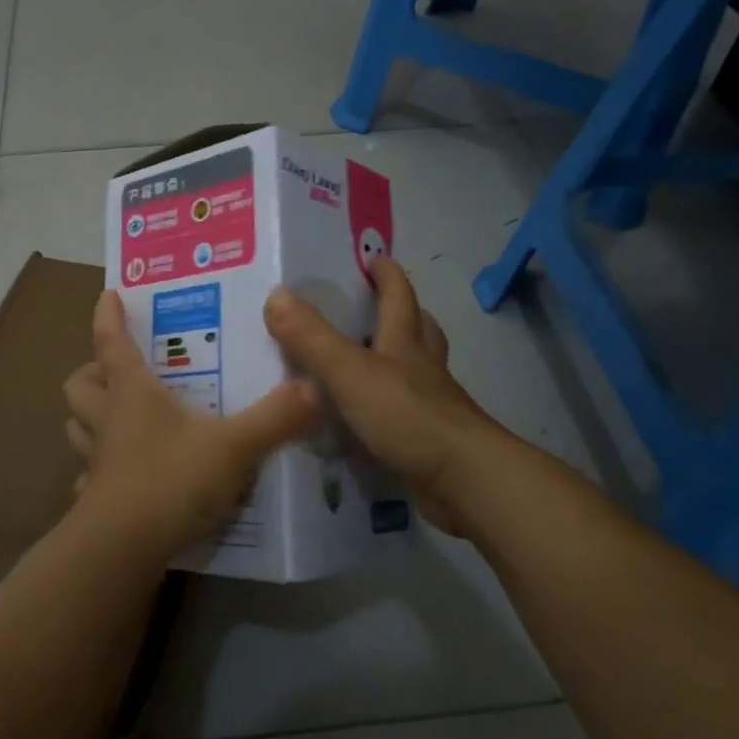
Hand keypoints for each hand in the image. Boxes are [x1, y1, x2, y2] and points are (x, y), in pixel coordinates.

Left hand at [64, 291, 321, 563]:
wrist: (124, 548)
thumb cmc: (171, 480)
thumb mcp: (234, 446)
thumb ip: (276, 418)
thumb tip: (315, 388)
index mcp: (132, 393)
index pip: (112, 342)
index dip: (108, 317)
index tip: (108, 294)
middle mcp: (108, 419)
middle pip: (81, 383)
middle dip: (92, 370)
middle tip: (116, 369)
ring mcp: (96, 461)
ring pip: (76, 425)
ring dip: (89, 416)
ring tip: (114, 416)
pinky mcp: (95, 499)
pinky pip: (87, 475)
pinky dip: (96, 469)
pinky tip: (117, 475)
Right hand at [263, 257, 509, 538]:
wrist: (463, 480)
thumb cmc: (407, 415)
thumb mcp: (349, 372)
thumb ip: (311, 337)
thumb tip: (275, 295)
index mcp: (405, 343)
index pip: (399, 297)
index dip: (387, 276)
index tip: (375, 258)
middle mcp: (423, 369)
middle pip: (419, 330)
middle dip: (402, 313)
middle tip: (378, 306)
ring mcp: (432, 406)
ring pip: (418, 372)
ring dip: (400, 360)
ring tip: (371, 361)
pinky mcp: (431, 441)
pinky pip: (409, 413)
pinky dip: (392, 407)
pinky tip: (371, 420)